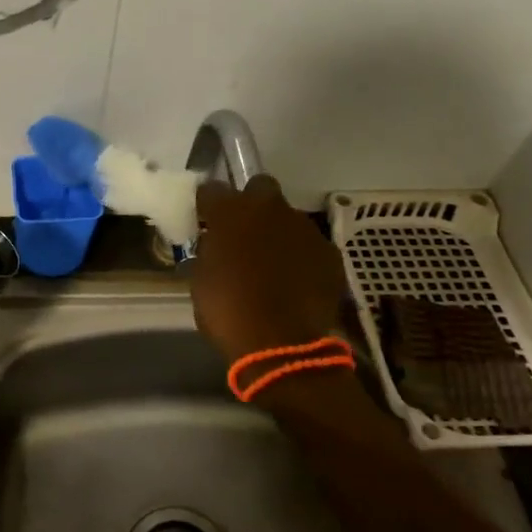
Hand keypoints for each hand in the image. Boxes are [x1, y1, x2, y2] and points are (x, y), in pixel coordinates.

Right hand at [190, 176, 349, 363]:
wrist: (281, 344)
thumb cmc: (227, 310)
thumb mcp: (202, 278)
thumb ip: (211, 250)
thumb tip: (217, 244)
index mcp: (230, 213)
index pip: (212, 189)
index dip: (209, 205)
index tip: (206, 221)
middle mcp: (270, 209)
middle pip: (260, 188)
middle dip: (252, 205)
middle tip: (244, 234)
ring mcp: (304, 228)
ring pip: (288, 218)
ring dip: (278, 233)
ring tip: (273, 265)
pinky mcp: (329, 252)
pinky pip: (310, 245)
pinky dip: (301, 258)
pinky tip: (295, 282)